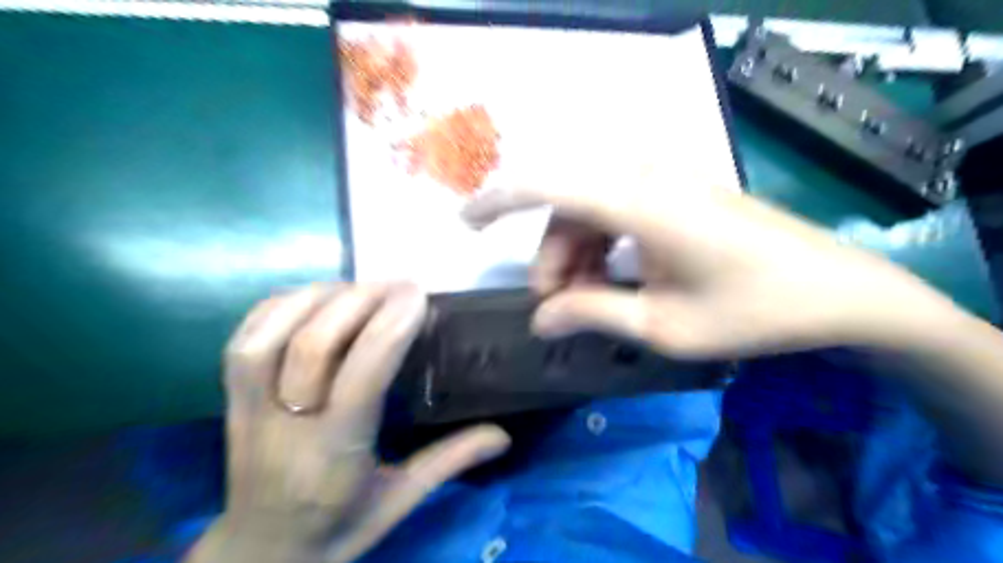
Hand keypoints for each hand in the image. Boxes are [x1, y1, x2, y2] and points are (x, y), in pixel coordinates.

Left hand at [184, 283, 510, 561]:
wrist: (260, 556)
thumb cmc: (338, 529)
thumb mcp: (402, 502)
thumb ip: (450, 462)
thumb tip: (503, 435)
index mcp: (334, 458)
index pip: (362, 378)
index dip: (391, 327)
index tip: (419, 297)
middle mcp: (285, 429)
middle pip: (312, 348)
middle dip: (360, 302)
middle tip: (399, 286)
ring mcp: (247, 411)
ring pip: (269, 337)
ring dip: (318, 298)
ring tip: (358, 288)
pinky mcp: (228, 400)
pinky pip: (242, 339)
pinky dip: (279, 306)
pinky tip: (313, 296)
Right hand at [462, 177, 948, 358]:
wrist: (838, 290)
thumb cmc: (754, 312)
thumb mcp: (663, 326)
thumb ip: (592, 314)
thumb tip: (539, 320)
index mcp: (642, 203)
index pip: (546, 183)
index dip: (496, 198)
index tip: (464, 223)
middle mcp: (648, 176)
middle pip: (565, 203)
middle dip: (548, 255)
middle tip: (554, 307)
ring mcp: (666, 178)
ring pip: (588, 207)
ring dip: (575, 252)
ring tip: (589, 301)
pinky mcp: (677, 189)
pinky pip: (616, 207)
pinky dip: (601, 243)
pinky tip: (614, 278)